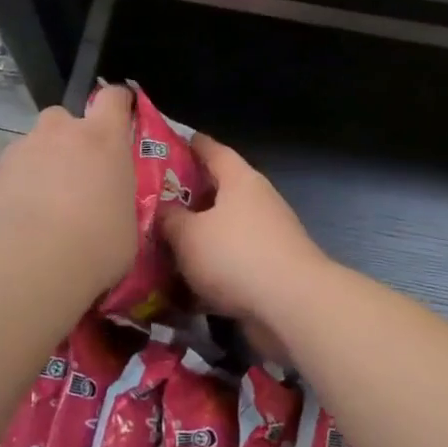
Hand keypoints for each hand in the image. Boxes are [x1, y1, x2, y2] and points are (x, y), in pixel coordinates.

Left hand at [0, 85, 138, 305]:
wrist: (23, 269)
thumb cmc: (94, 247)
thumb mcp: (127, 226)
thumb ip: (119, 201)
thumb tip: (112, 205)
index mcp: (103, 140)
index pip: (113, 98)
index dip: (118, 103)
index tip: (121, 118)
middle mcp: (59, 133)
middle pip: (64, 118)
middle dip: (69, 139)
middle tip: (76, 176)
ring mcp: (19, 151)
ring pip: (32, 148)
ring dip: (40, 167)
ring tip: (42, 209)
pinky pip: (8, 175)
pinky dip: (14, 191)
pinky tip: (16, 226)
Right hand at [160, 135, 328, 329]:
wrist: (292, 304)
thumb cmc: (236, 255)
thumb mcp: (189, 235)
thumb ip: (171, 220)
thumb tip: (164, 210)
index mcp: (240, 180)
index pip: (213, 150)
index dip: (192, 144)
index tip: (170, 142)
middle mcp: (257, 201)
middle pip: (219, 191)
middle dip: (189, 196)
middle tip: (155, 201)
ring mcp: (268, 236)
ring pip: (224, 230)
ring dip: (199, 237)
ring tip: (163, 245)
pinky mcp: (270, 269)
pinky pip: (232, 262)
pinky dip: (211, 269)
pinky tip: (185, 285)